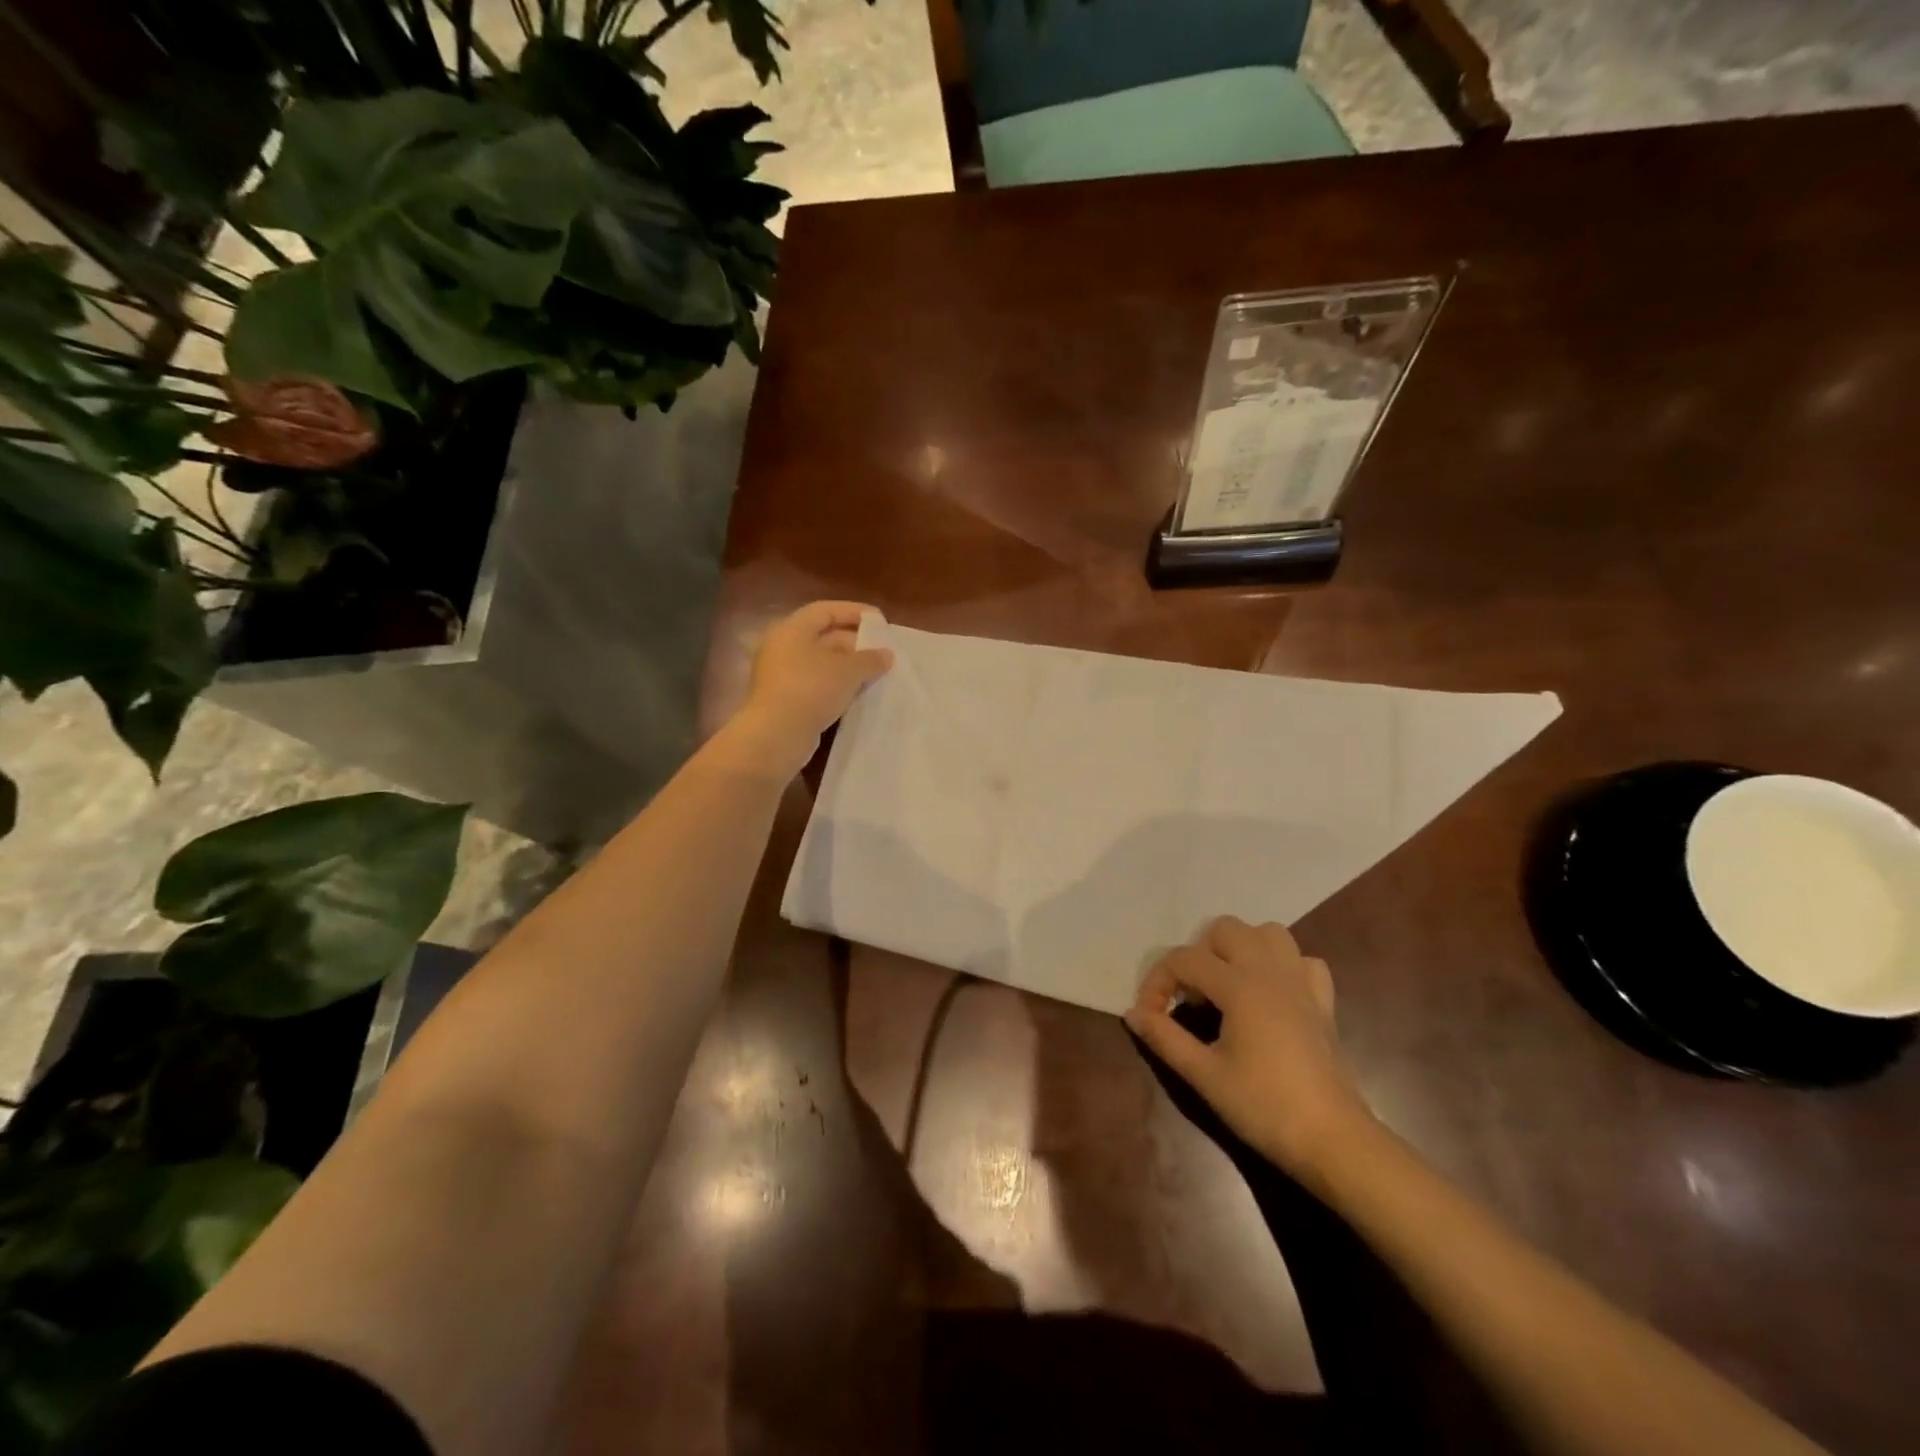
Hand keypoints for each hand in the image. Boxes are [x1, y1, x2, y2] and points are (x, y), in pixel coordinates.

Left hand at [731, 601, 893, 777]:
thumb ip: (870, 659)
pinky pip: (817, 686)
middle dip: (855, 643)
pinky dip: (838, 687)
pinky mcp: (785, 701)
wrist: (775, 736)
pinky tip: (859, 695)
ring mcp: (782, 676)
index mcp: (792, 630)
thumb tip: (886, 654)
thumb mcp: (848, 671)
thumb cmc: (811, 690)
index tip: (880, 621)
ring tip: (877, 674)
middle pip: (823, 637)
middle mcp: (783, 648)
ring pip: (822, 664)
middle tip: (882, 652)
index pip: (825, 611)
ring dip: (849, 668)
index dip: (854, 612)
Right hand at [1126, 917, 1372, 1178]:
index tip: (1149, 1016)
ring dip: (1241, 949)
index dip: (1157, 982)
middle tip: (1191, 995)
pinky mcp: (1324, 1002)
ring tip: (1227, 985)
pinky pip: (1303, 961)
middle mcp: (1270, 971)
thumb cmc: (1264, 1107)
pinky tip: (1271, 994)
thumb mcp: (1204, 1075)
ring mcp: (1301, 983)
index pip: (1184, 959)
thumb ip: (1164, 1037)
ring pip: (1268, 933)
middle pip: (1225, 930)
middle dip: (1199, 954)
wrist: (1334, 1140)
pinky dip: (1283, 966)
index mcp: (1239, 985)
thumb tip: (1132, 1013)